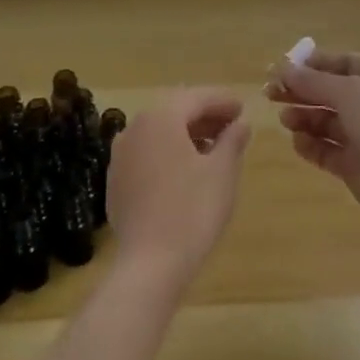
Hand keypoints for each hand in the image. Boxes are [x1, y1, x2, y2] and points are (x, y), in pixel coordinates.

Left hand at [106, 89, 250, 289]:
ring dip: (186, 133)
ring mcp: (121, 155)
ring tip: (214, 148)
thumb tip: (240, 124)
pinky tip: (187, 170)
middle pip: (174, 111)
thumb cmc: (193, 210)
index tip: (243, 108)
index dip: (222, 100)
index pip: (196, 97)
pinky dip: (169, 152)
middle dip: (204, 115)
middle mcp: (134, 128)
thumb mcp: (222, 171)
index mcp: (160, 118)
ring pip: (158, 132)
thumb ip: (232, 140)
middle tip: (232, 125)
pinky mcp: (117, 180)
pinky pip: (147, 153)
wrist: (151, 262)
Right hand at [268, 49, 359, 229]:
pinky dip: (312, 145)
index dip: (317, 64)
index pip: (348, 64)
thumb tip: (283, 69)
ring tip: (286, 119)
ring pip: (329, 123)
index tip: (286, 67)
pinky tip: (298, 142)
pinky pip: (329, 151)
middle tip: (271, 93)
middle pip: (334, 93)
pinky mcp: (358, 166)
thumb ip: (314, 81)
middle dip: (303, 92)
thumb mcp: (349, 92)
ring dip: (305, 118)